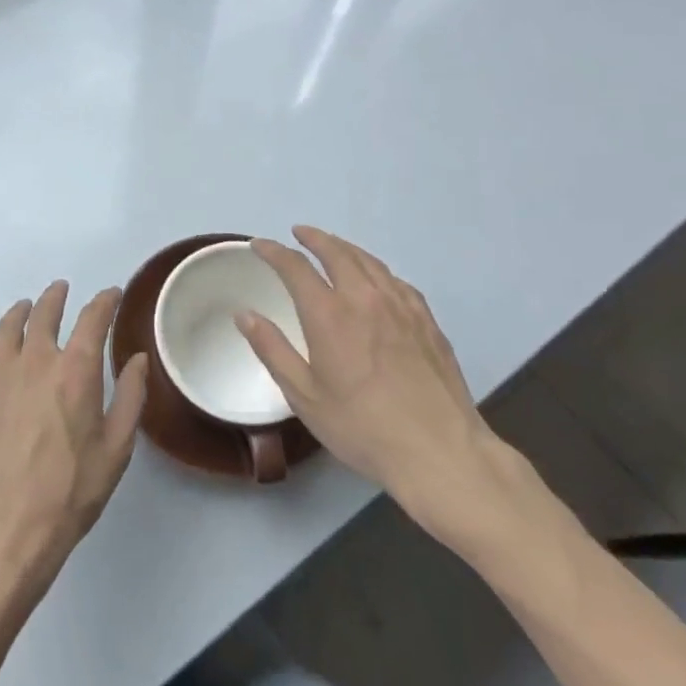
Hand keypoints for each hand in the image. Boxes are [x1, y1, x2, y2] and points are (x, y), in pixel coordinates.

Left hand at [0, 282, 148, 599]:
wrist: (6, 526)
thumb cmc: (70, 491)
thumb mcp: (116, 448)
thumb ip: (130, 397)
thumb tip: (137, 358)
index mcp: (76, 370)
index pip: (93, 319)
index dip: (104, 301)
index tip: (111, 294)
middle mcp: (36, 360)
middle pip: (44, 314)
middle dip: (56, 298)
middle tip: (60, 290)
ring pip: (7, 328)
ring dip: (18, 312)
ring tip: (25, 307)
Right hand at [236, 226, 527, 553]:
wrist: (440, 452)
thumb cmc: (362, 428)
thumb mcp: (304, 396)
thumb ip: (272, 350)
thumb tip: (245, 315)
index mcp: (329, 315)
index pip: (295, 267)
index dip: (274, 251)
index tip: (259, 245)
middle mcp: (365, 299)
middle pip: (337, 252)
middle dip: (314, 238)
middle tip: (298, 233)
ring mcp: (402, 307)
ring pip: (370, 262)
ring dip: (345, 248)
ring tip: (333, 247)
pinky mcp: (427, 321)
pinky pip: (396, 281)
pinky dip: (376, 270)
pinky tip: (376, 280)